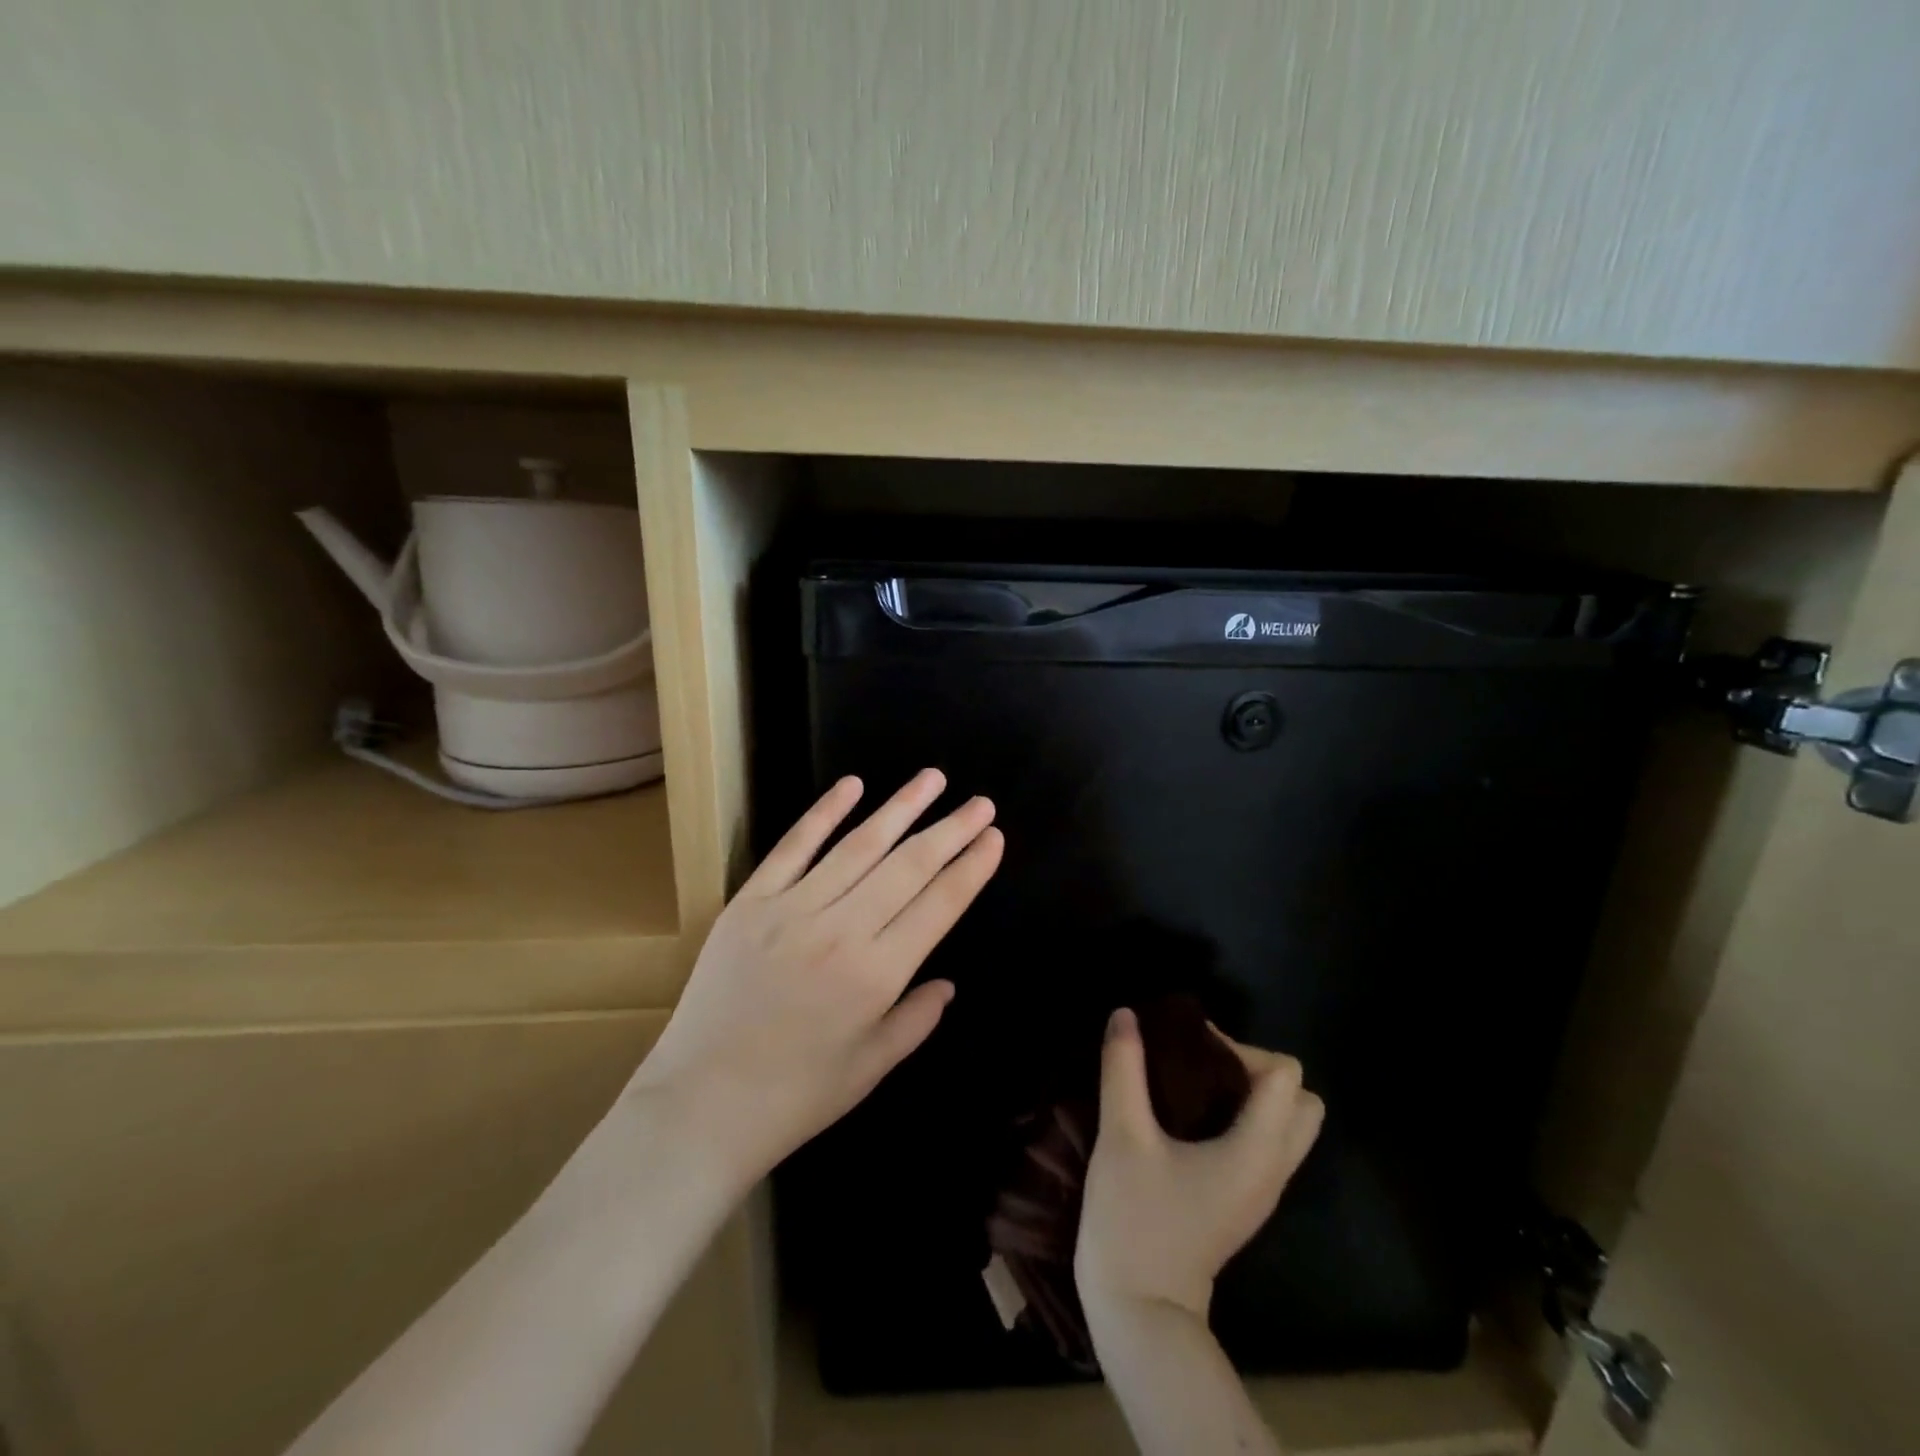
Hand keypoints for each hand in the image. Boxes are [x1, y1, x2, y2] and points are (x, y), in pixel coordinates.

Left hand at [627, 770, 1002, 1187]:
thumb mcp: (870, 1069)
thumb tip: (948, 983)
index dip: (971, 868)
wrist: (699, 1105)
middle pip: (908, 866)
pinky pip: (794, 846)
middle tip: (981, 803)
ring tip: (933, 778)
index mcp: (877, 975)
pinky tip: (853, 785)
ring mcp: (792, 909)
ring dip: (901, 807)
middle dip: (951, 830)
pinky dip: (824, 812)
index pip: (939, 904)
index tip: (993, 838)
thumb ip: (916, 1020)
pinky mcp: (750, 901)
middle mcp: (841, 930)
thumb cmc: (794, 1096)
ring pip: (859, 845)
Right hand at [1075, 1008, 1322, 1324]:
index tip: (1189, 1051)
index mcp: (1257, 1152)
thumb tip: (1126, 1014)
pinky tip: (1191, 1117)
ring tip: (1195, 1087)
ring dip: (1252, 1095)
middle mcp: (1273, 1169)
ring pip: (1288, 1125)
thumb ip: (1124, 1069)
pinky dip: (1242, 1118)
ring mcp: (1262, 1190)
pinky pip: (1265, 1144)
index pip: (1286, 1076)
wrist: (1139, 1311)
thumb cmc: (1135, 1220)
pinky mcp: (1244, 1201)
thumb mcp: (1122, 1136)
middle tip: (1203, 1067)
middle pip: (1303, 1102)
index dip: (1240, 1049)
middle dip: (1257, 1071)